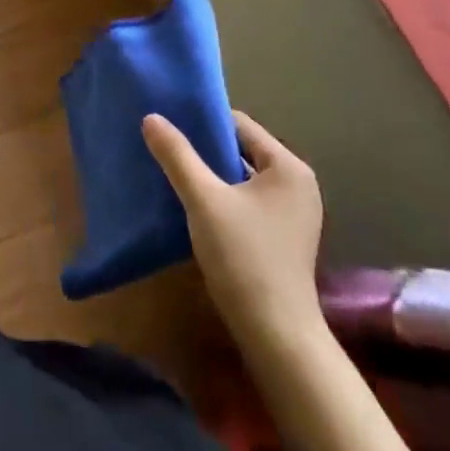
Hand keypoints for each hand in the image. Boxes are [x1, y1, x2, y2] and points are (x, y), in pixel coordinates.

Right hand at [142, 110, 324, 356]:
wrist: (276, 333)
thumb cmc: (243, 257)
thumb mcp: (203, 199)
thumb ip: (177, 155)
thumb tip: (151, 117)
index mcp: (288, 167)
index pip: (240, 125)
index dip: (203, 122)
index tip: (169, 124)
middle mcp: (298, 184)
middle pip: (242, 150)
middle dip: (205, 148)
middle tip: (166, 146)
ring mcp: (294, 213)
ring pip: (243, 177)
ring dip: (212, 174)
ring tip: (174, 171)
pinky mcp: (284, 236)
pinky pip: (248, 200)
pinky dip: (223, 197)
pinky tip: (194, 204)